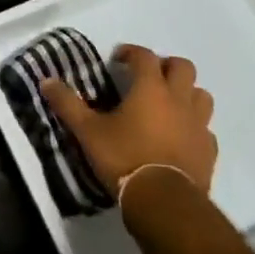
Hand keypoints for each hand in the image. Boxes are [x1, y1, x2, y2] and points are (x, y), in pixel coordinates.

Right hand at [42, 43, 216, 198]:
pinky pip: (205, 129)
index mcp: (150, 89)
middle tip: (147, 77)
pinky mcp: (208, 150)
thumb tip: (46, 81)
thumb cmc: (124, 158)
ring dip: (186, 93)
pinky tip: (180, 137)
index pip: (145, 56)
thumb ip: (68, 104)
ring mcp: (198, 125)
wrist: (164, 201)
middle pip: (183, 67)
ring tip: (168, 104)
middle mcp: (179, 100)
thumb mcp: (88, 132)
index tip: (118, 59)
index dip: (131, 52)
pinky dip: (194, 126)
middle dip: (165, 66)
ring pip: (201, 95)